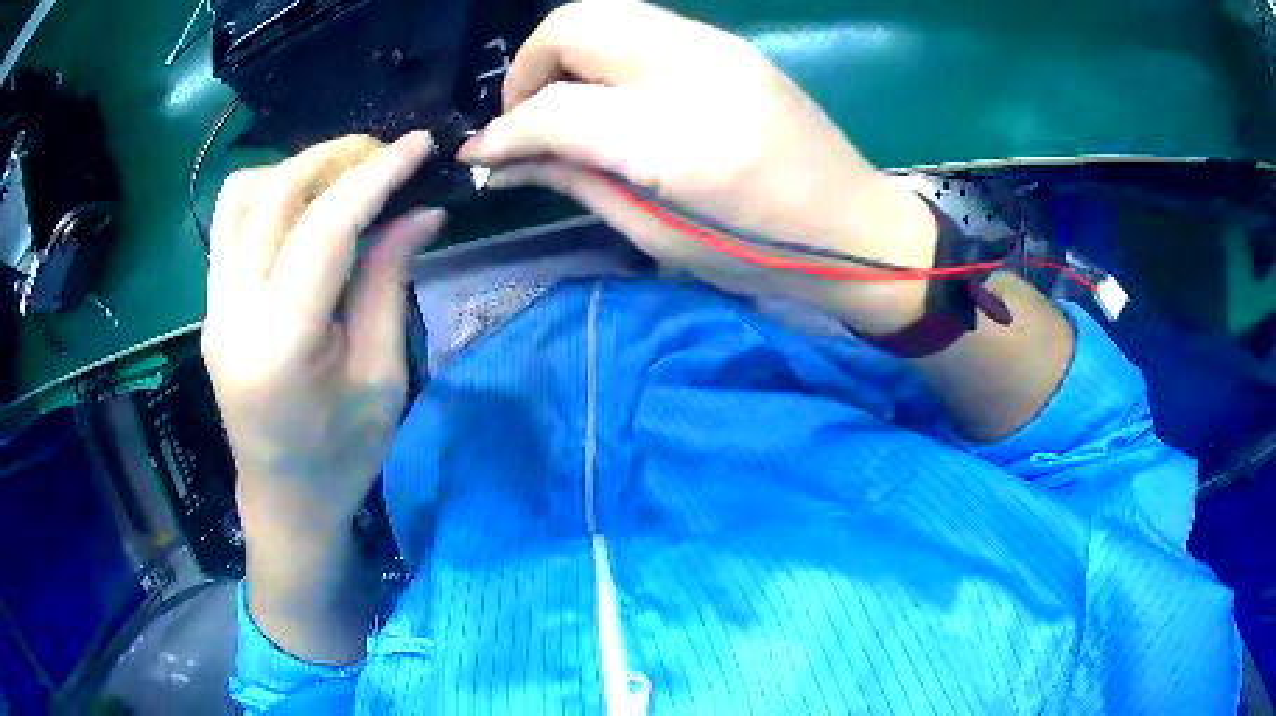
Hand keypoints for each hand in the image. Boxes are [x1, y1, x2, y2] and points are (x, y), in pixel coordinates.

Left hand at [202, 133, 442, 542]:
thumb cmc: (342, 457)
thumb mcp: (382, 377)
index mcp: (281, 343)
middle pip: (274, 195)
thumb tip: (421, 213)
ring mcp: (213, 306)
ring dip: (294, 169)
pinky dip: (269, 195)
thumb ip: (389, 282)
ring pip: (240, 196)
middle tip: (384, 155)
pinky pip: (230, 224)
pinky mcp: (211, 306)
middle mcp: (233, 312)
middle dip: (334, 158)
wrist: (283, 501)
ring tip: (341, 175)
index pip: (325, 227)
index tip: (417, 144)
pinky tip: (304, 208)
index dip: (375, 176)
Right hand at [460, 1, 938, 333]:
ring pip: (606, 14)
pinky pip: (642, 28)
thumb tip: (505, 163)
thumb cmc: (764, 256)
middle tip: (523, 118)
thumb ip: (576, 182)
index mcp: (676, 139)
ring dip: (564, 54)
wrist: (860, 230)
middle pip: (573, 24)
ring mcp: (718, 48)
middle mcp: (693, 70)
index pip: (556, 108)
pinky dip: (605, 53)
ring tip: (561, 106)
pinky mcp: (732, 46)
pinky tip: (609, 95)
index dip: (504, 131)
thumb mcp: (659, 235)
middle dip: (528, 67)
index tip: (477, 155)